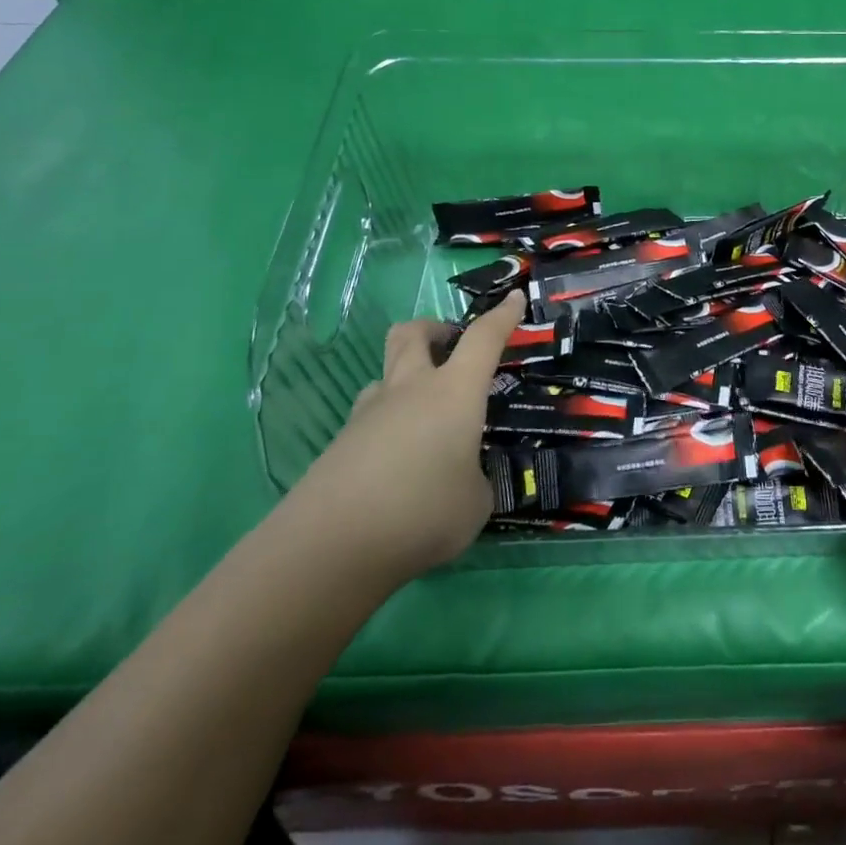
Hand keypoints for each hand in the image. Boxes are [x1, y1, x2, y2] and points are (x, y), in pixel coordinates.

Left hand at [295, 291, 523, 581]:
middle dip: (434, 329)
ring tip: (424, 418)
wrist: (331, 547)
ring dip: (406, 379)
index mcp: (454, 392)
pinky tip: (396, 466)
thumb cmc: (422, 512)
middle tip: (451, 347)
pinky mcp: (340, 444)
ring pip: (386, 374)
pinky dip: (388, 426)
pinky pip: (369, 418)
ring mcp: (369, 414)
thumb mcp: (476, 503)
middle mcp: (411, 390)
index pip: (483, 338)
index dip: (502, 315)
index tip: (514, 297)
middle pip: (413, 333)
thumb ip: (475, 481)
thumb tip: (463, 480)